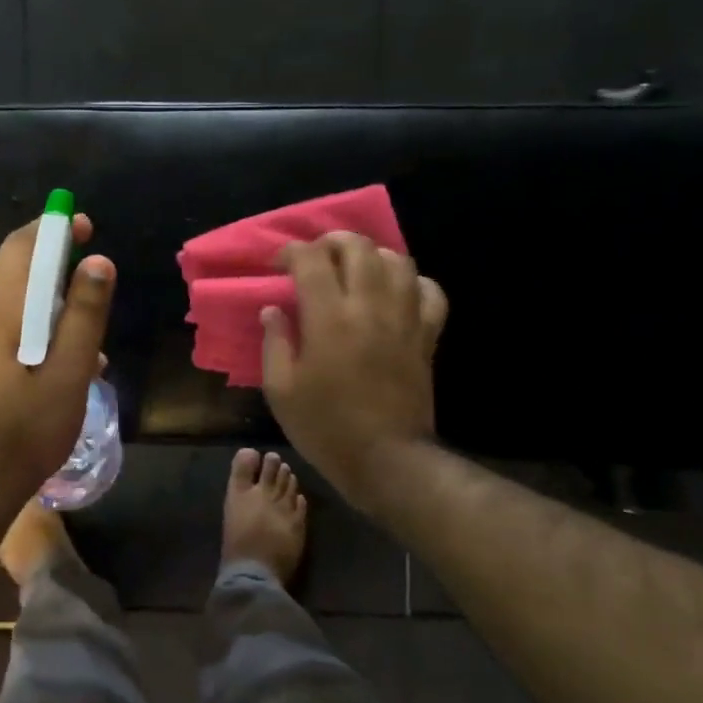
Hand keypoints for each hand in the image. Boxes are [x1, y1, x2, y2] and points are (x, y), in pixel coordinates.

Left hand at [0, 213, 114, 512]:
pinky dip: (42, 327)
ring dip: (54, 301)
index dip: (53, 228)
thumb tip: (99, 262)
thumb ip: (83, 316)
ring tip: (91, 330)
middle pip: (16, 268)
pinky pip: (12, 325)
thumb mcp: (68, 374)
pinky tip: (71, 360)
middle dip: (57, 262)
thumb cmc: (26, 431)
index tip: (85, 224)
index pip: (21, 247)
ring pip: (17, 299)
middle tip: (97, 275)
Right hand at [260, 232, 446, 508]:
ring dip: (371, 255)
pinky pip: (430, 292)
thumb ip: (274, 342)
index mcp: (328, 318)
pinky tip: (395, 292)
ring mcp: (404, 319)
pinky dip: (412, 282)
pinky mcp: (426, 336)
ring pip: (396, 260)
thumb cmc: (325, 427)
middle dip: (331, 242)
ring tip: (354, 269)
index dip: (291, 252)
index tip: (278, 265)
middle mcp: (369, 306)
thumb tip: (273, 309)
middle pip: (357, 247)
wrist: (387, 460)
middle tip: (315, 258)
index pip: (310, 260)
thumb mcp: (281, 390)